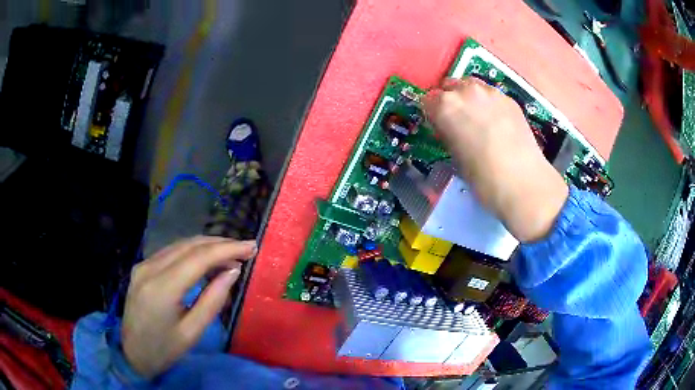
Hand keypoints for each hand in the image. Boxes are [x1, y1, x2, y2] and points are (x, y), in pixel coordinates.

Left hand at [121, 236, 255, 377]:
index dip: (227, 249)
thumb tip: (232, 272)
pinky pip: (171, 252)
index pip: (199, 258)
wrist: (132, 352)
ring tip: (230, 255)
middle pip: (189, 246)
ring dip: (207, 246)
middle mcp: (150, 268)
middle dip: (220, 244)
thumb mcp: (192, 332)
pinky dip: (192, 252)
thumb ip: (213, 300)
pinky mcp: (142, 267)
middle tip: (245, 248)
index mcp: (162, 288)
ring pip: (180, 245)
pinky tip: (206, 261)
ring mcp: (143, 265)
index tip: (251, 246)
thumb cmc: (164, 349)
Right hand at [422, 77, 567, 241]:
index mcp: (445, 106)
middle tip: (458, 122)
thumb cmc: (481, 177)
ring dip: (470, 99)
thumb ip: (448, 134)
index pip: (428, 101)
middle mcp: (466, 91)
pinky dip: (489, 105)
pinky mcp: (510, 99)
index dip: (432, 115)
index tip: (439, 126)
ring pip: (472, 87)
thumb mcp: (454, 157)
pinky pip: (492, 96)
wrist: (522, 181)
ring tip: (480, 120)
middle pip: (449, 86)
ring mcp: (491, 92)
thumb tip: (451, 129)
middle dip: (450, 101)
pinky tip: (498, 125)